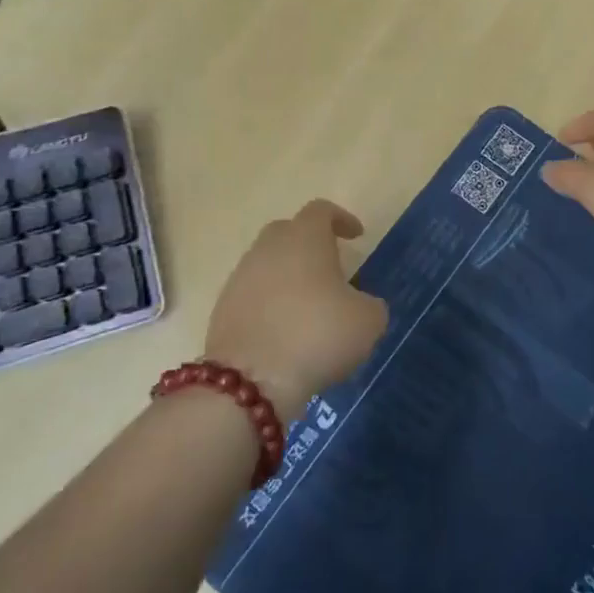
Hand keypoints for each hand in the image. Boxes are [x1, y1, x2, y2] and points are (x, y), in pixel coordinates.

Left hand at [205, 201, 388, 415]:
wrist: (250, 381)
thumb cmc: (317, 335)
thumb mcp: (368, 321)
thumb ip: (370, 304)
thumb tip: (361, 304)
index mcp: (305, 239)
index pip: (321, 211)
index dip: (341, 219)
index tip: (356, 236)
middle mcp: (268, 248)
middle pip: (288, 232)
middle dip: (310, 244)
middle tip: (330, 267)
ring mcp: (240, 277)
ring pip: (268, 263)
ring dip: (288, 276)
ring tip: (308, 304)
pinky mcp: (223, 309)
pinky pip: (253, 294)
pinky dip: (270, 303)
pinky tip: (285, 329)